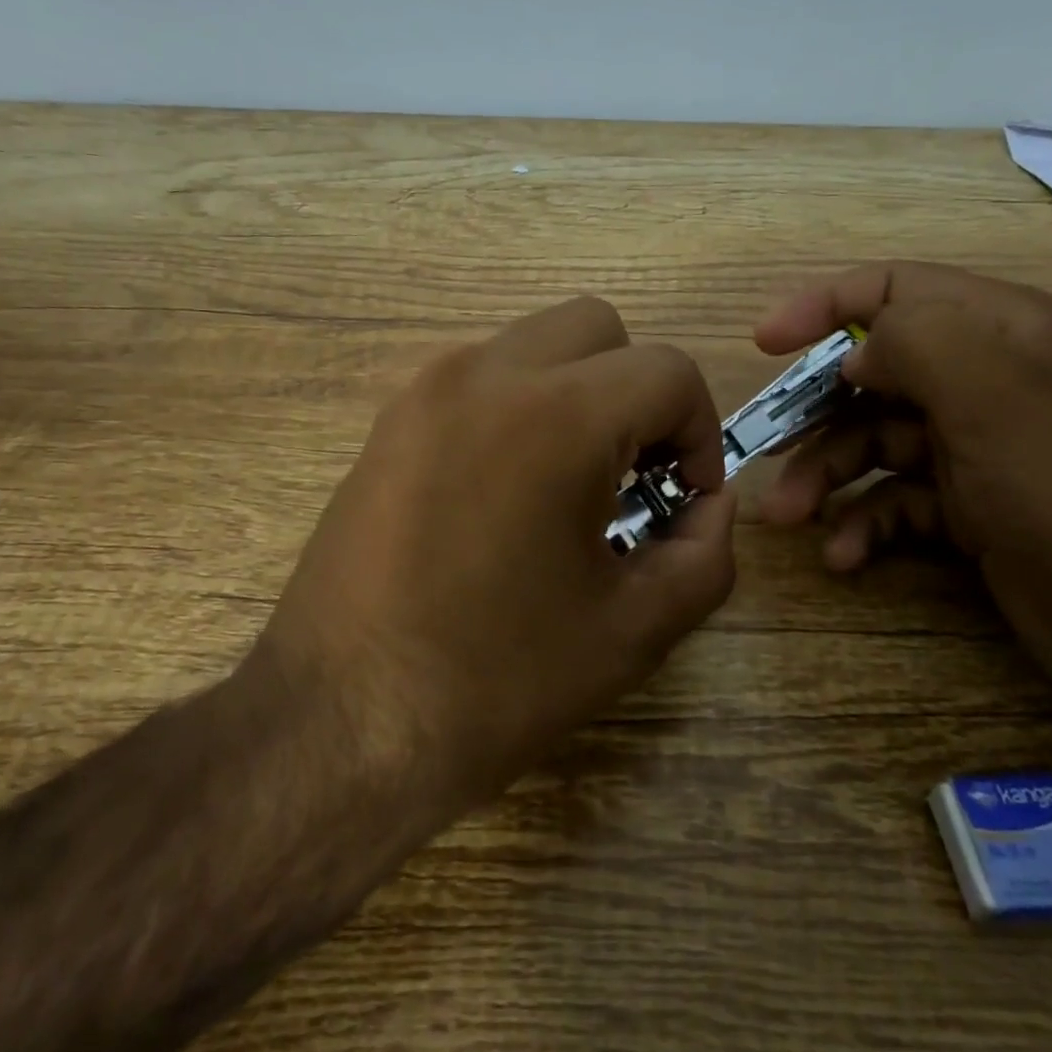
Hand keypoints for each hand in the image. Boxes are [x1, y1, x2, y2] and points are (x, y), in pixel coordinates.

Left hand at [255, 296, 737, 816]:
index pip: (666, 371)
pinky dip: (519, 406)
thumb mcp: (632, 629)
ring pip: (534, 344)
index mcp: (555, 416)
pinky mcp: (390, 420)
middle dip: (637, 391)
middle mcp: (484, 373)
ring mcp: (425, 390)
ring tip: (572, 485)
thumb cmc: (497, 681)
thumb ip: (704, 553)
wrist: (339, 723)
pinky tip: (509, 492)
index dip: (699, 431)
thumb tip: (712, 505)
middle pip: (598, 328)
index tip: (685, 499)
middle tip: (634, 475)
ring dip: (577, 392)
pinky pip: (480, 378)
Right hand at [754, 261, 1051, 716]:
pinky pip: (897, 503)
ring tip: (789, 517)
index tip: (765, 344)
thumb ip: (914, 342)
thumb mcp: (995, 395)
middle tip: (764, 452)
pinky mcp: (974, 514)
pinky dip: (864, 524)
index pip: (895, 290)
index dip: (822, 306)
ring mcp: (979, 451)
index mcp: (1000, 332)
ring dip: (825, 477)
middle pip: (872, 375)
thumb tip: (854, 357)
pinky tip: (844, 556)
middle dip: (813, 414)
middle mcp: (988, 382)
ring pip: (874, 444)